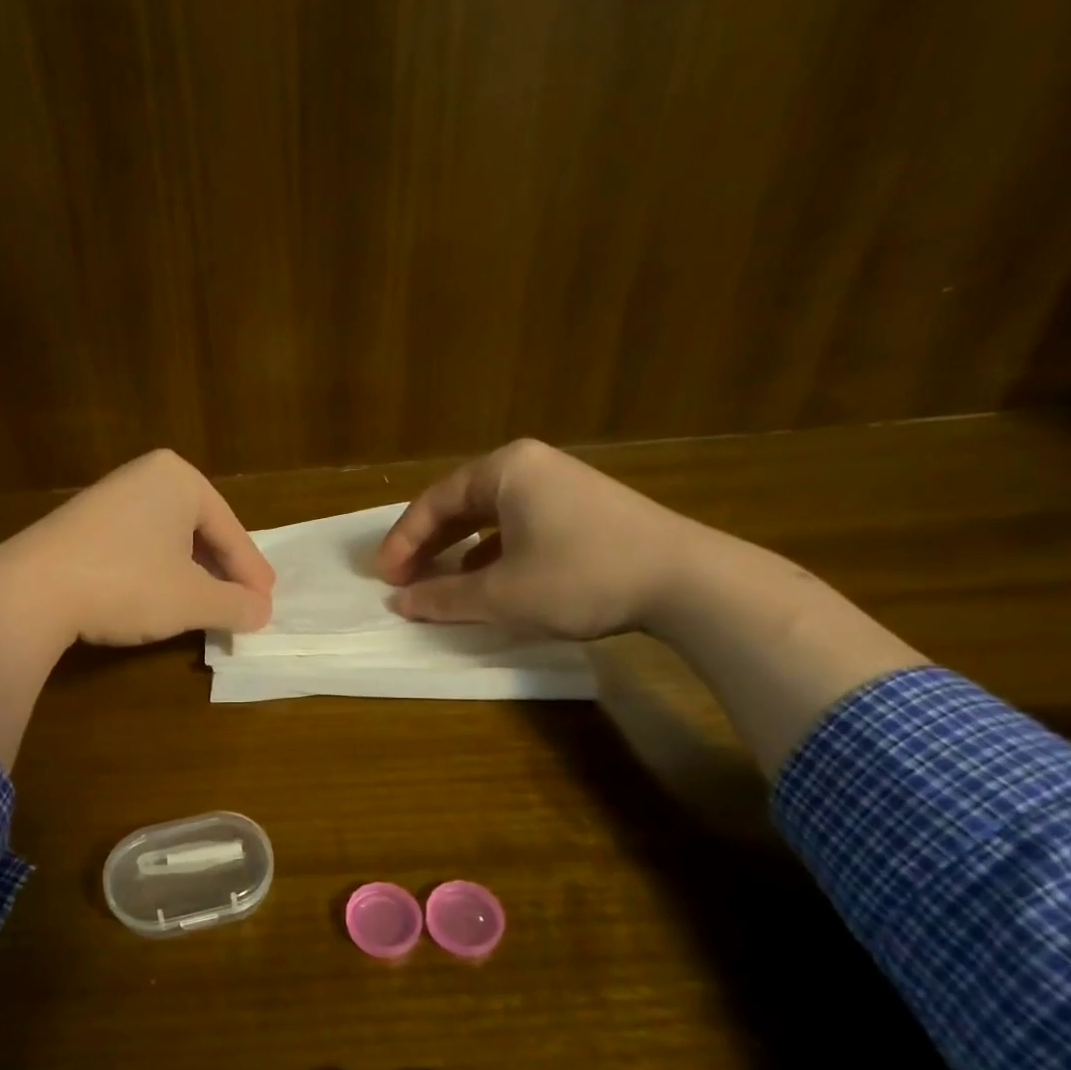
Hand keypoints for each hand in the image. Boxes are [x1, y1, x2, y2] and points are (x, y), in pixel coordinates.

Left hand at [0, 448, 274, 645]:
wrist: (31, 591)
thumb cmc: (127, 584)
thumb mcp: (193, 600)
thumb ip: (236, 605)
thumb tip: (263, 612)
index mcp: (179, 478)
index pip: (230, 532)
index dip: (251, 573)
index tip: (266, 604)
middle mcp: (145, 476)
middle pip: (201, 532)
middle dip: (222, 572)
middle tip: (243, 604)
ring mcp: (109, 497)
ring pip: (169, 541)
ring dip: (192, 575)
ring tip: (207, 606)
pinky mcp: (82, 524)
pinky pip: (138, 547)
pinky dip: (158, 573)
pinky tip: (160, 599)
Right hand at [376, 438, 699, 639]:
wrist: (685, 581)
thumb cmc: (580, 577)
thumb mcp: (501, 595)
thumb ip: (443, 598)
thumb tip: (401, 603)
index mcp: (505, 470)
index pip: (434, 502)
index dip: (403, 542)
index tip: (384, 578)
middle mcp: (531, 466)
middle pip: (461, 504)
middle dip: (428, 544)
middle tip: (403, 579)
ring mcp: (562, 485)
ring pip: (491, 516)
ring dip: (459, 550)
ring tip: (439, 582)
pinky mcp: (585, 509)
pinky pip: (520, 525)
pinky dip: (494, 552)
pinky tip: (489, 579)